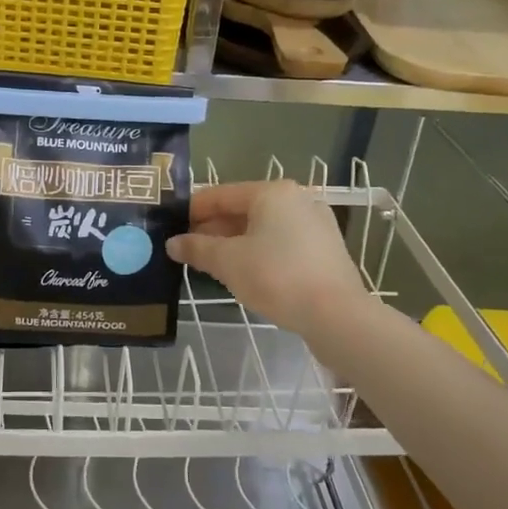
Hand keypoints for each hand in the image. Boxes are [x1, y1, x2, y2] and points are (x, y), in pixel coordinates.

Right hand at [168, 181, 373, 335]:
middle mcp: (296, 200)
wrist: (337, 316)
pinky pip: (281, 243)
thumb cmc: (277, 277)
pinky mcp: (324, 250)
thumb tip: (172, 244)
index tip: (170, 226)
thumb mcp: (228, 262)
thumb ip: (197, 249)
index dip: (192, 210)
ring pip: (262, 227)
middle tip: (186, 248)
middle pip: (243, 209)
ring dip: (234, 242)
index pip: (220, 194)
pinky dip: (258, 252)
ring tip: (210, 262)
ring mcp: (314, 224)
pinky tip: (243, 272)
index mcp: (272, 192)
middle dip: (213, 228)